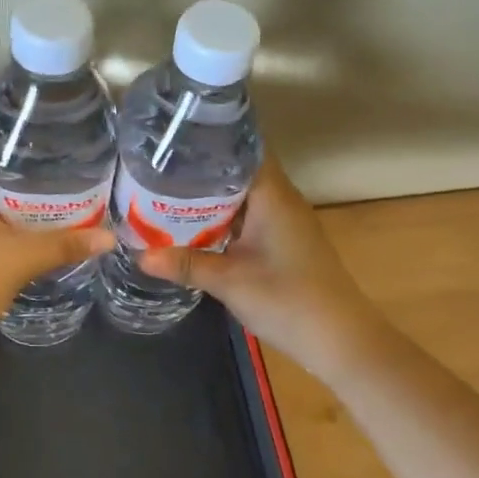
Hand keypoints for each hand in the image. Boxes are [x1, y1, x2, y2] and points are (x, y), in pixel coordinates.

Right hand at [139, 157, 380, 381]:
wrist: (339, 339)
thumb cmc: (288, 300)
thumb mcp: (229, 281)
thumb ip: (185, 264)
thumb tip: (139, 256)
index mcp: (272, 195)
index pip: (243, 147)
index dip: (210, 139)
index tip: (172, 138)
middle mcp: (281, 199)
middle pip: (238, 170)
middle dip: (200, 169)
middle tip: (155, 166)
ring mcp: (284, 221)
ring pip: (241, 195)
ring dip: (209, 196)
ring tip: (164, 191)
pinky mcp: (283, 241)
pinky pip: (247, 216)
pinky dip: (221, 217)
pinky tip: (193, 226)